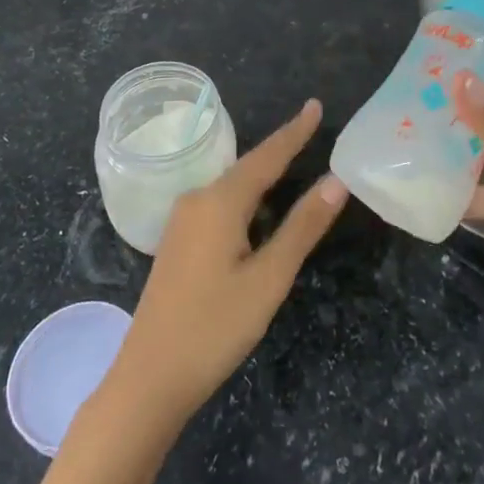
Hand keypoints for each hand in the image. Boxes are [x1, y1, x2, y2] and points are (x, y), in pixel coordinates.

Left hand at [110, 99, 348, 423]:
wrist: (148, 379)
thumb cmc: (214, 328)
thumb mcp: (269, 279)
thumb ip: (303, 227)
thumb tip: (336, 180)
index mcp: (220, 201)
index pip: (267, 156)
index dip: (294, 131)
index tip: (315, 105)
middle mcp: (197, 199)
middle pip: (248, 168)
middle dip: (281, 150)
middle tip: (312, 130)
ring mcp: (183, 220)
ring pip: (232, 187)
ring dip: (263, 175)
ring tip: (293, 160)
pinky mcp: (178, 241)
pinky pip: (219, 204)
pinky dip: (246, 198)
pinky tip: (258, 208)